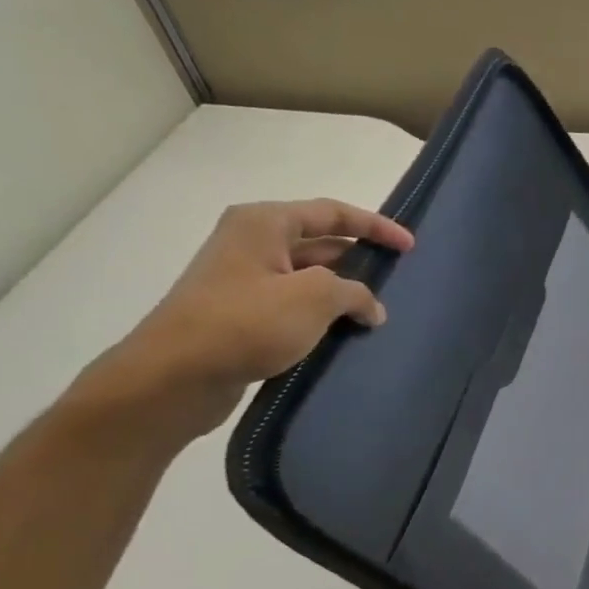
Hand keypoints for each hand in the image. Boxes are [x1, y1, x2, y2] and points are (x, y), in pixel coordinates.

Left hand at [73, 199, 413, 440]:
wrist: (178, 374)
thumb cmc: (246, 323)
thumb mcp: (313, 298)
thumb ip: (354, 293)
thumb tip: (371, 307)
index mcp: (264, 223)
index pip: (332, 213)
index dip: (375, 227)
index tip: (410, 246)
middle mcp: (252, 243)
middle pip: (320, 243)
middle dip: (359, 260)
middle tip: (397, 280)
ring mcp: (245, 281)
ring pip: (309, 278)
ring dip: (343, 293)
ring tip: (378, 313)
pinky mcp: (243, 316)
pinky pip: (295, 307)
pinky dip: (323, 316)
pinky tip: (345, 336)